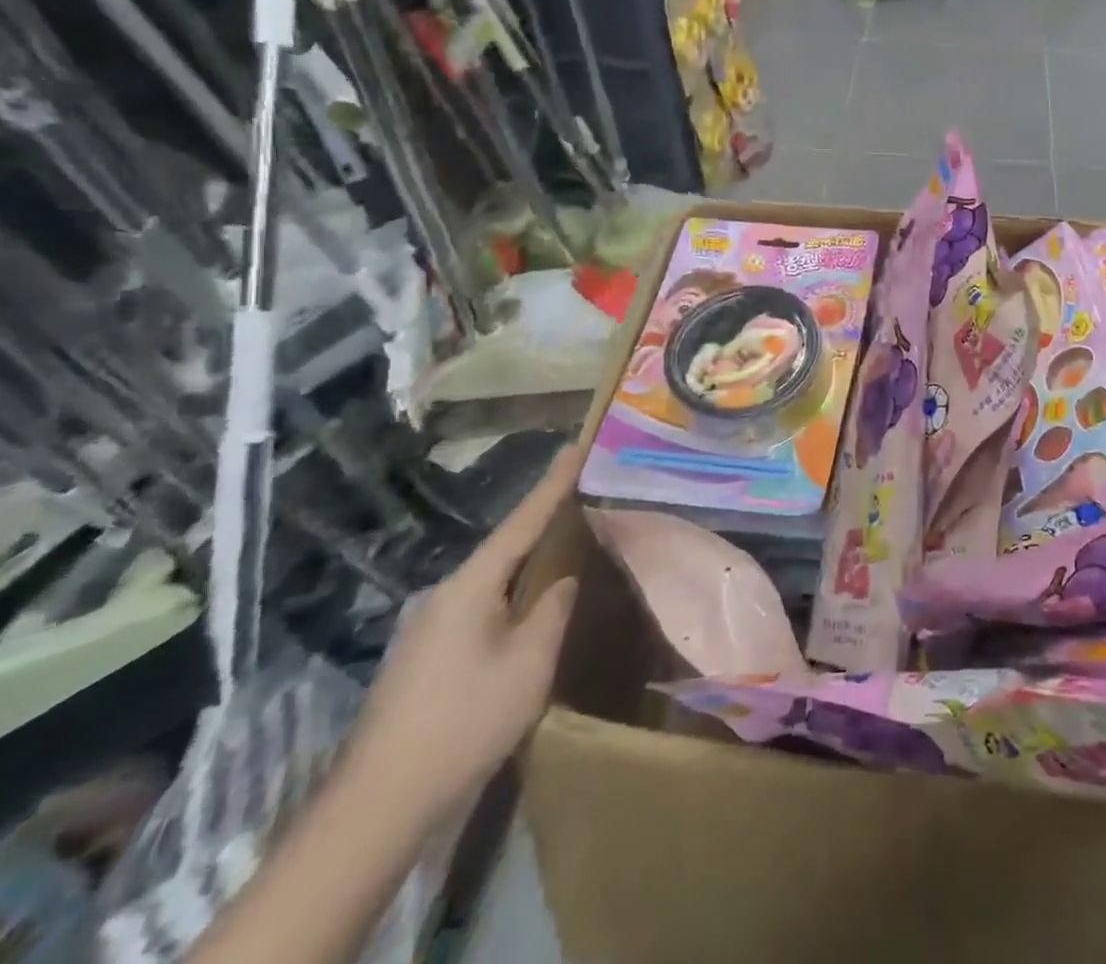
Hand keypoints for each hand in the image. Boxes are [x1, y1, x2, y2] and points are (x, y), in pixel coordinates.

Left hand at [340, 447, 580, 829]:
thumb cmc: (465, 721)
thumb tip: (560, 580)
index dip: (553, 483)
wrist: (378, 805)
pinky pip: (479, 607)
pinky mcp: (424, 656)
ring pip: (491, 581)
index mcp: (470, 586)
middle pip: (505, 547)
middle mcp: (444, 595)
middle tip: (583, 498)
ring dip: (527, 563)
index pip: (522, 521)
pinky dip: (510, 594)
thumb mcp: (529, 662)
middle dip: (543, 523)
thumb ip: (552, 610)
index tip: (576, 445)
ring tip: (565, 550)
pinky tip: (528, 610)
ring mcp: (428, 627)